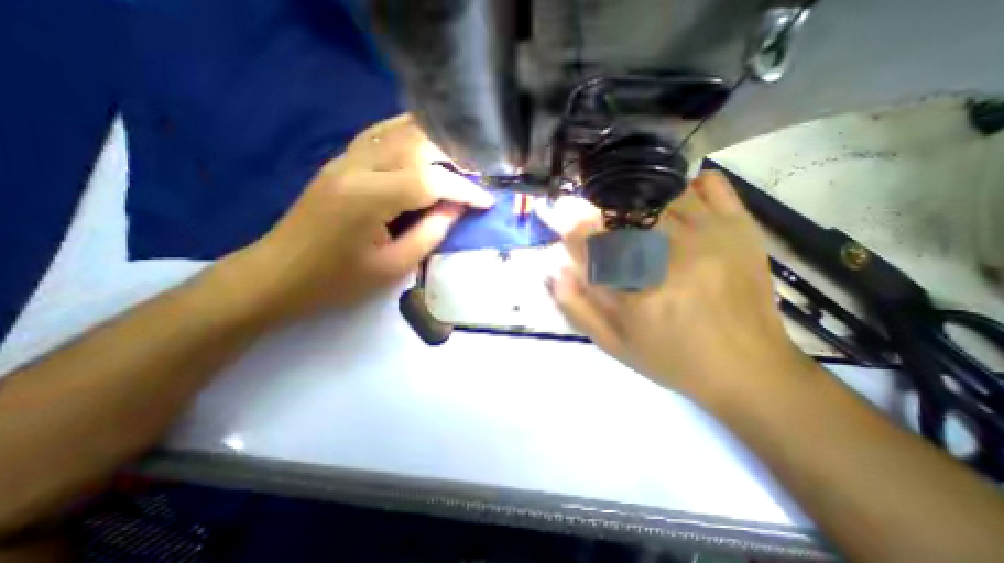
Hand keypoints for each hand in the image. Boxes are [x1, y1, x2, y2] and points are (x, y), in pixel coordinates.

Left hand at [230, 114, 493, 321]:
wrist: (279, 274)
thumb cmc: (338, 280)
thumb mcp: (394, 266)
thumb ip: (431, 233)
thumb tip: (458, 208)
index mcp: (368, 198)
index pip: (429, 180)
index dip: (464, 190)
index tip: (487, 201)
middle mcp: (356, 166)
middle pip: (416, 143)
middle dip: (454, 160)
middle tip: (474, 181)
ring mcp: (345, 158)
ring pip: (400, 131)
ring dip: (435, 144)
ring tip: (458, 165)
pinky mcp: (341, 160)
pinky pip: (382, 134)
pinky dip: (411, 137)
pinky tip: (427, 149)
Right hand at [546, 170, 810, 404]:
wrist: (749, 370)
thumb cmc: (672, 359)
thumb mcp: (613, 343)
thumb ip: (577, 307)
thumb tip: (555, 269)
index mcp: (638, 291)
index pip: (590, 242)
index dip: (571, 228)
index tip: (562, 222)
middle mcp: (673, 256)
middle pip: (622, 211)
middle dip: (600, 212)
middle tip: (598, 222)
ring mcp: (712, 235)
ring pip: (658, 193)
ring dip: (636, 201)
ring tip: (632, 217)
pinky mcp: (740, 227)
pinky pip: (708, 185)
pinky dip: (684, 188)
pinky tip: (674, 207)